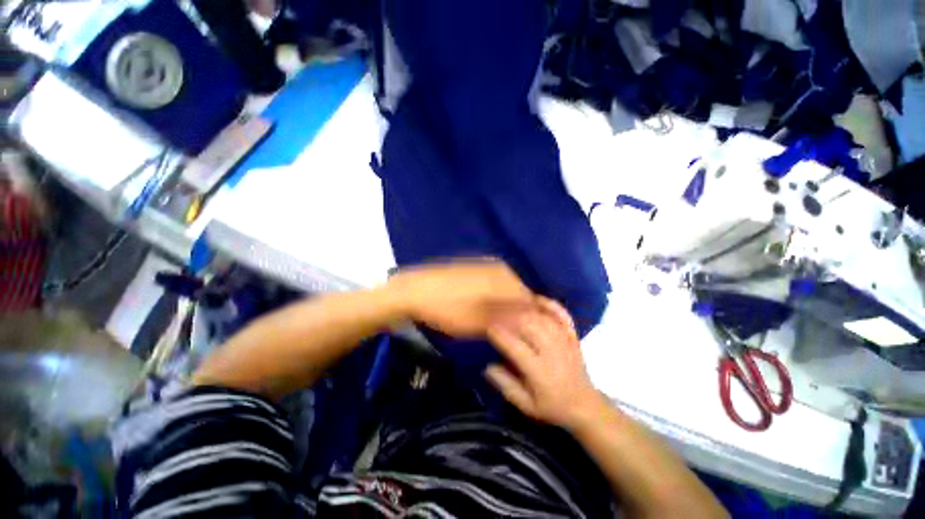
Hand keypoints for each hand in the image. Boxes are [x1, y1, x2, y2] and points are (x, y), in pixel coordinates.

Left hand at [387, 259, 533, 337]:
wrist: (414, 290)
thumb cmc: (447, 309)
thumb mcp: (478, 323)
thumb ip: (507, 321)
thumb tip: (527, 321)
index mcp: (504, 280)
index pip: (529, 299)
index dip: (530, 316)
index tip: (524, 331)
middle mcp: (499, 268)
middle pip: (519, 290)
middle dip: (517, 308)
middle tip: (508, 326)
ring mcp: (485, 264)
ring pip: (506, 284)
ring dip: (505, 300)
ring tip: (495, 316)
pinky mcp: (473, 264)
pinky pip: (494, 279)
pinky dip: (494, 292)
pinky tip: (483, 302)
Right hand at [486, 297, 601, 429]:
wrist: (585, 405)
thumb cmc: (552, 406)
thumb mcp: (526, 405)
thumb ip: (506, 385)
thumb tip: (487, 366)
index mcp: (539, 371)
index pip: (515, 346)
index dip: (499, 334)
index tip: (487, 327)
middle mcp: (552, 352)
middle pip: (528, 325)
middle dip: (509, 315)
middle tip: (495, 312)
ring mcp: (565, 341)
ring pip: (542, 317)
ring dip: (524, 308)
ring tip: (509, 304)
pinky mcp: (572, 336)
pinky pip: (562, 315)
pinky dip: (549, 304)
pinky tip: (536, 298)